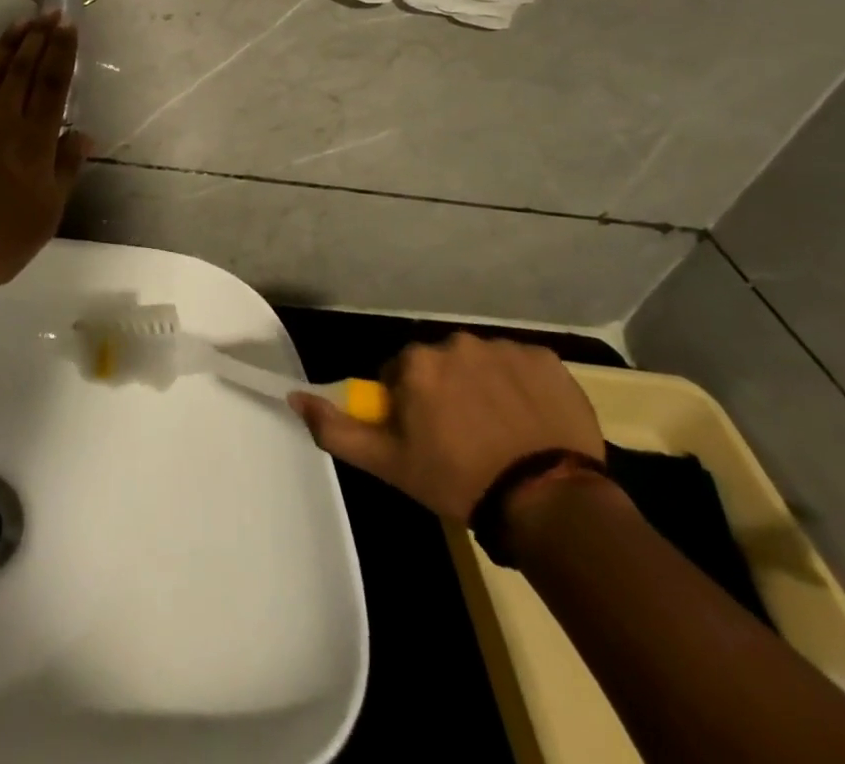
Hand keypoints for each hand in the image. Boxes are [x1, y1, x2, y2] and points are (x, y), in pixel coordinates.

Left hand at [0, 13, 93, 287]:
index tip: (68, 25)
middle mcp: (2, 119)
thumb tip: (83, 133)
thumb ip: (66, 167)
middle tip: (48, 12)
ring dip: (7, 45)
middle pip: (23, 69)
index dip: (62, 51)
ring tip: (21, 22)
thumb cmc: (3, 235)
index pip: (52, 84)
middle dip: (38, 37)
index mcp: (34, 139)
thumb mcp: (49, 210)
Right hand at [290, 333, 604, 525]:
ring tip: (501, 433)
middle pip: (441, 364)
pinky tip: (531, 423)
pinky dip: (523, 388)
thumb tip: (294, 396)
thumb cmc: (459, 480)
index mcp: (416, 363)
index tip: (426, 437)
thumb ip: (335, 428)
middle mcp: (456, 342)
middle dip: (446, 392)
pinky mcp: (547, 359)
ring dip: (484, 388)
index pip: (400, 375)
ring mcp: (505, 348)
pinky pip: (524, 367)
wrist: (550, 501)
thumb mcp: (389, 464)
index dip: (409, 406)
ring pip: (482, 364)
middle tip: (462, 438)